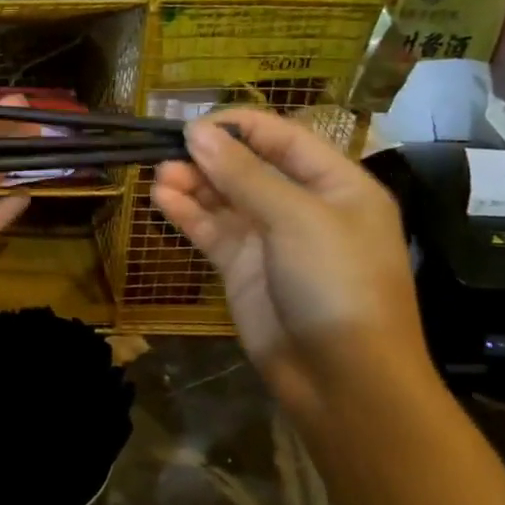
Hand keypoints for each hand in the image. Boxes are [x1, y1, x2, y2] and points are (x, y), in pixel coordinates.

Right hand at [151, 108, 429, 414]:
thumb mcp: (297, 219)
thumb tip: (196, 131)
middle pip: (249, 167)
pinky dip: (188, 214)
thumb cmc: (336, 284)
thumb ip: (244, 174)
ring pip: (226, 198)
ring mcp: (271, 239)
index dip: (239, 126)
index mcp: (337, 184)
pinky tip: (162, 200)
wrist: (344, 381)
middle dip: (210, 157)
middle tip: (168, 151)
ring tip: (160, 175)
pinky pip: (212, 230)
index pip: (283, 138)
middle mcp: (304, 205)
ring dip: (194, 183)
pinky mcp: (244, 268)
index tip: (194, 123)